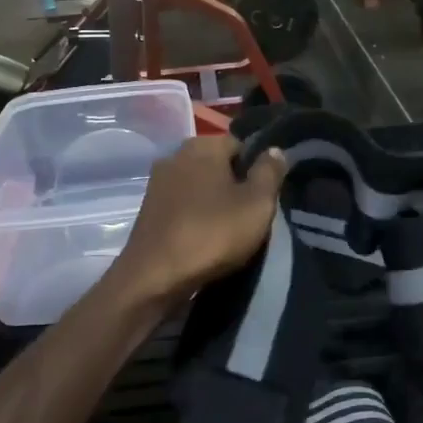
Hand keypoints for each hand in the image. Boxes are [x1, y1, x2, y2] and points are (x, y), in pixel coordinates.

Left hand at [111, 136, 286, 307]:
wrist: (155, 277)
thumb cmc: (213, 234)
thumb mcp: (257, 203)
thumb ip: (270, 172)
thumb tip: (275, 149)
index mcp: (202, 145)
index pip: (241, 145)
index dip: (258, 169)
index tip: (266, 196)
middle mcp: (175, 155)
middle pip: (218, 165)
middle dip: (236, 185)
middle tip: (252, 215)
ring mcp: (157, 182)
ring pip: (200, 186)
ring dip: (215, 202)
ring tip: (230, 230)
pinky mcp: (148, 209)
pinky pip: (183, 205)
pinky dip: (196, 216)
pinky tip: (205, 238)